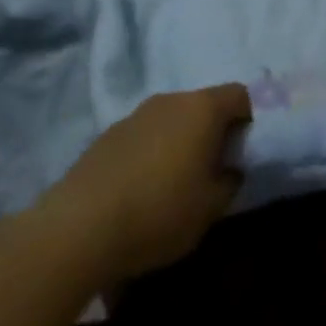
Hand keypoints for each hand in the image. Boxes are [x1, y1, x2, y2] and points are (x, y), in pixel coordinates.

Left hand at [41, 83, 250, 283]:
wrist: (76, 230)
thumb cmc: (158, 212)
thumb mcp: (210, 209)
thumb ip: (230, 182)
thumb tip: (230, 169)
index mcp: (203, 107)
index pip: (240, 95)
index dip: (248, 119)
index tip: (244, 152)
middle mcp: (171, 100)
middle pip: (203, 106)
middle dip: (211, 133)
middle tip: (210, 171)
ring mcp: (135, 115)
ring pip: (170, 122)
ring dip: (177, 144)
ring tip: (171, 186)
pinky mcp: (105, 137)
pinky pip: (142, 138)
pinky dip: (148, 156)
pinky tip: (138, 193)